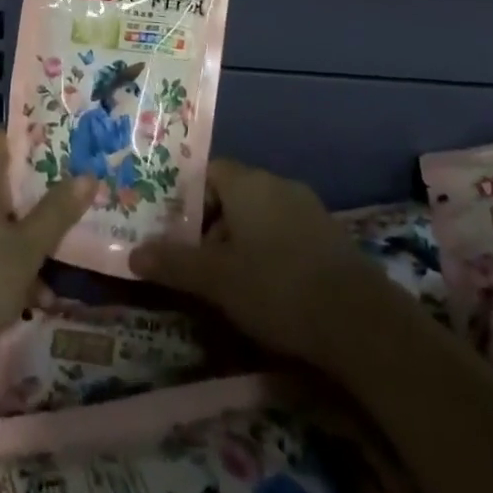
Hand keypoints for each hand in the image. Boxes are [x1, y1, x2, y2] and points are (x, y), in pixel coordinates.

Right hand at [131, 158, 373, 364]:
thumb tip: (132, 254)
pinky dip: (272, 252)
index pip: (208, 171)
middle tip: (198, 263)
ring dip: (242, 241)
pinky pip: (287, 233)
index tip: (174, 231)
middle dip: (213, 225)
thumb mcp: (216, 280)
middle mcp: (277, 183)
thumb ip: (173, 263)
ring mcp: (308, 208)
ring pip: (261, 215)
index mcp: (247, 182)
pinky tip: (271, 290)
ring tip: (231, 283)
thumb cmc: (276, 287)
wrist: (360, 321)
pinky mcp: (331, 237)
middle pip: (234, 193)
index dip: (187, 199)